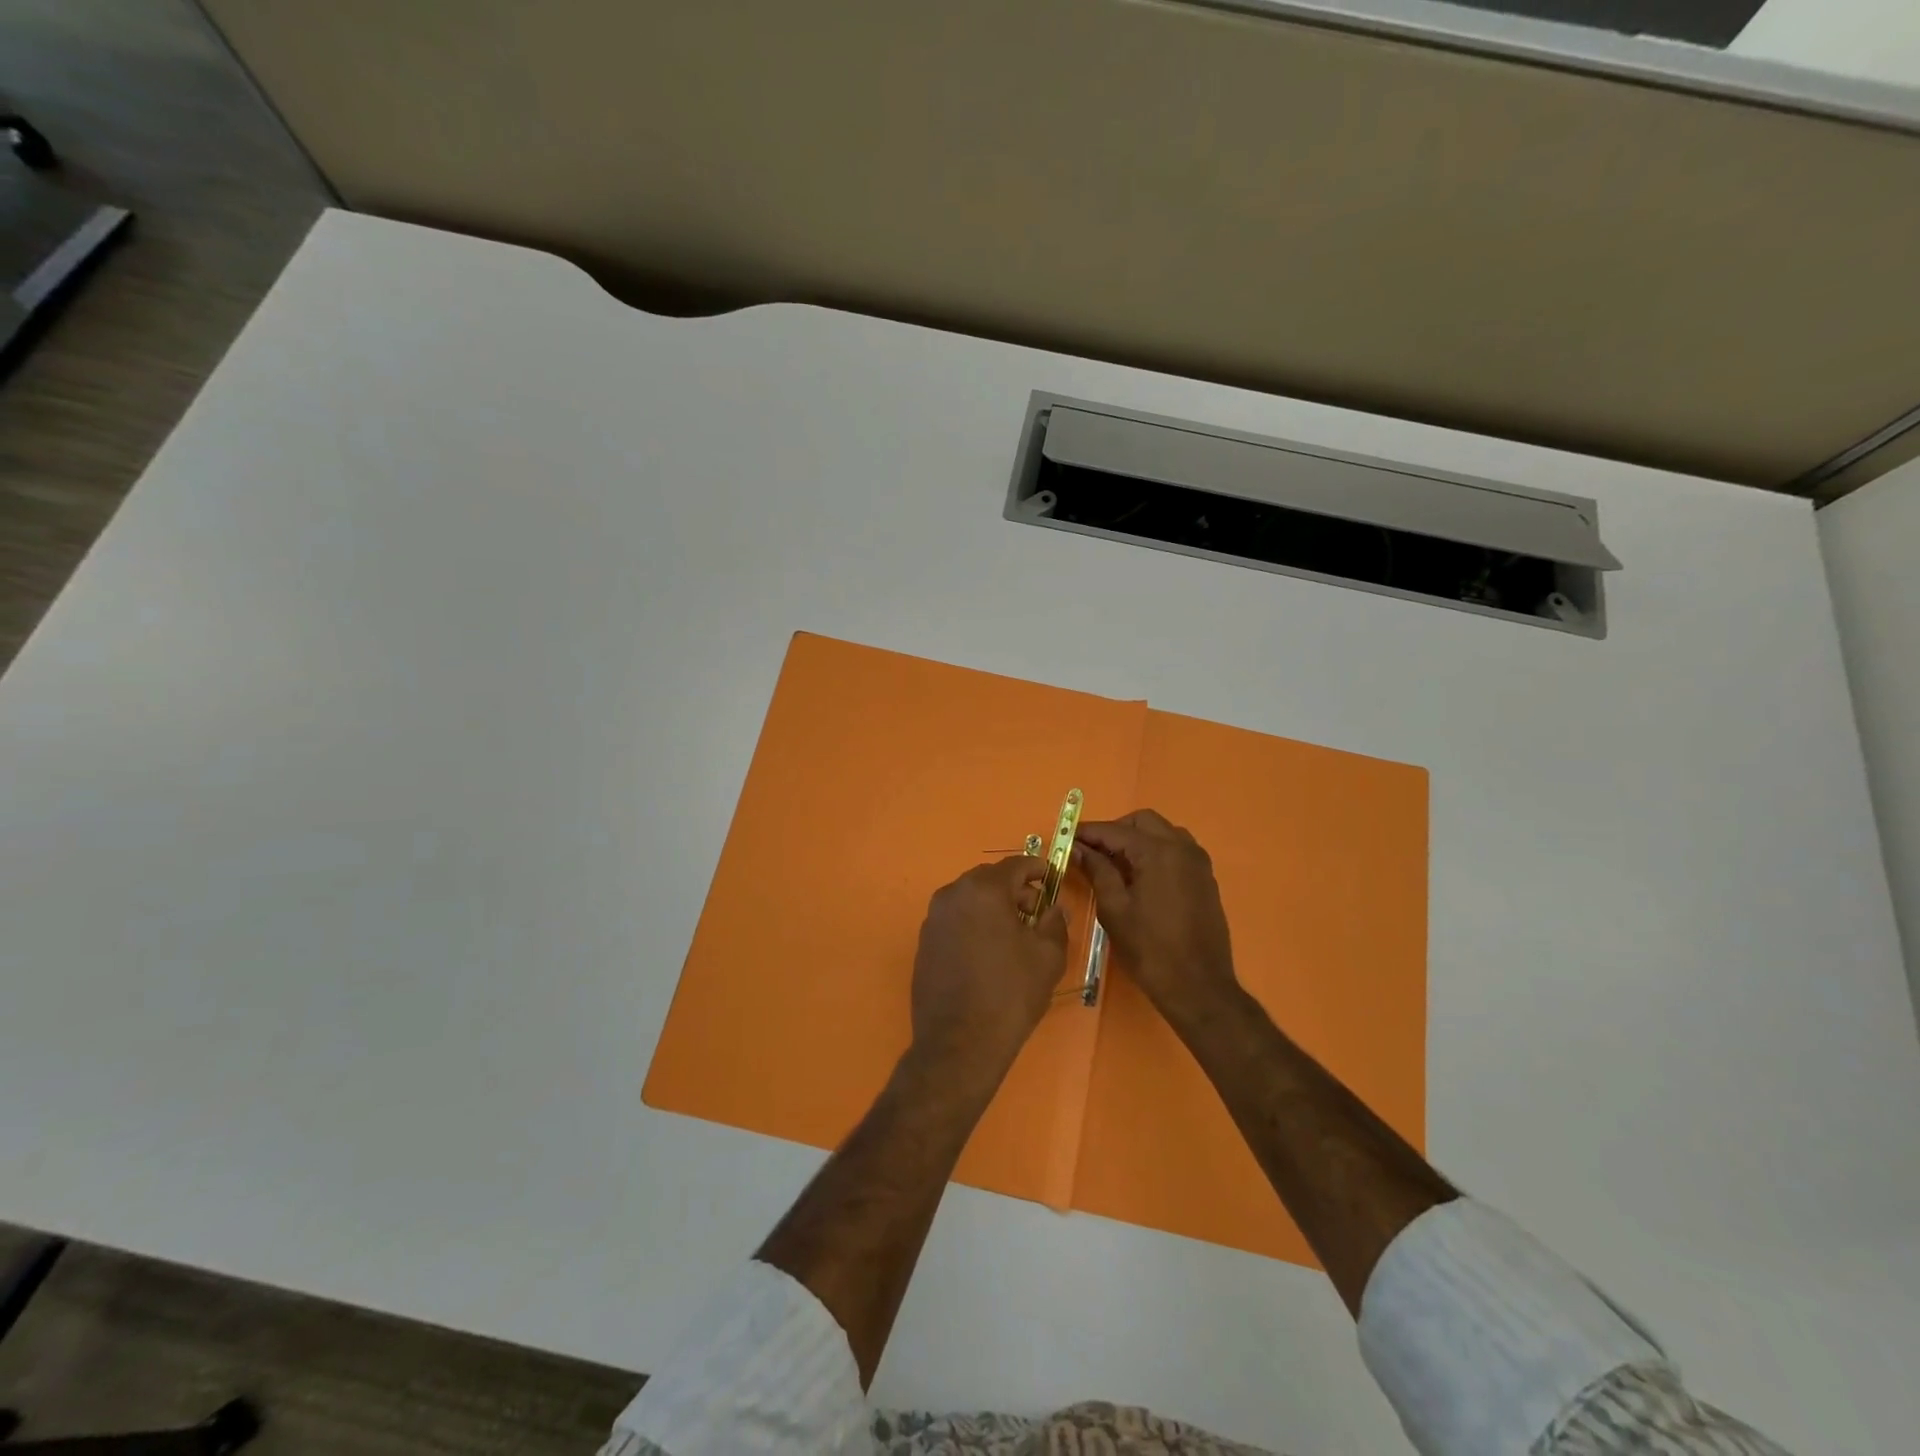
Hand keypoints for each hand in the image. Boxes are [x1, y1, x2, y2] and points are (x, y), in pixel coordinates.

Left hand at [908, 855, 1068, 1090]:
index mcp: (984, 890)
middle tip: (1037, 912)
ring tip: (1014, 935)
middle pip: (990, 879)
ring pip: (970, 899)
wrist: (959, 1043)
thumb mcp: (1048, 956)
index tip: (1052, 879)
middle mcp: (953, 894)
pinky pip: (955, 919)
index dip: (1038, 869)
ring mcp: (933, 918)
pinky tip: (989, 952)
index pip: (1016, 864)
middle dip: (1015, 889)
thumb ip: (1054, 922)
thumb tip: (1053, 908)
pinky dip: (974, 923)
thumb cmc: (1010, 994)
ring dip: (993, 907)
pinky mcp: (924, 942)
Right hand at [1074, 810, 1238, 1028]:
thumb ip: (1097, 871)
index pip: (1116, 830)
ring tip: (1115, 863)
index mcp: (1158, 852)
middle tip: (1092, 852)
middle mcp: (1182, 847)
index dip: (1089, 832)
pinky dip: (1155, 851)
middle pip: (1143, 821)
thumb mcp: (1115, 909)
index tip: (1067, 838)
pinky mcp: (1205, 878)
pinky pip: (1177, 850)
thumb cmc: (1150, 949)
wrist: (1198, 986)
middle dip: (1115, 830)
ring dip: (1137, 838)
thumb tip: (1079, 849)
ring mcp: (1198, 862)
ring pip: (1163, 831)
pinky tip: (1139, 876)